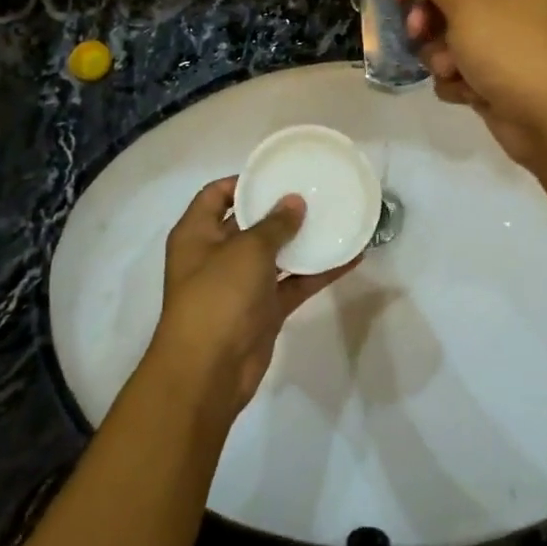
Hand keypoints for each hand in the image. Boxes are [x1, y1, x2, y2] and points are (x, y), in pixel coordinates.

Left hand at [146, 177, 356, 418]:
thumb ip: (274, 224)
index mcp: (197, 234)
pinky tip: (350, 258)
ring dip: (302, 241)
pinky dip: (317, 273)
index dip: (243, 182)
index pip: (216, 195)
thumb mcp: (246, 250)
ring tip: (336, 218)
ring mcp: (240, 285)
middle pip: (248, 223)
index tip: (278, 173)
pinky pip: (292, 284)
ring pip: (275, 255)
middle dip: (279, 210)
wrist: (209, 372)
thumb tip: (294, 201)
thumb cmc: (218, 297)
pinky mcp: (263, 310)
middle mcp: (216, 255)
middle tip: (315, 192)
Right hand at [387, 0, 546, 166]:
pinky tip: (468, 93)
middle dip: (430, 24)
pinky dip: (458, 83)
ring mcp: (502, 49)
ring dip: (442, 58)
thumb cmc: (510, 52)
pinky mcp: (495, 82)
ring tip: (453, 70)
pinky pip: (459, 74)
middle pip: (449, 7)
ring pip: (449, 45)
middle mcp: (508, 10)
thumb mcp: (468, 7)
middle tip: (417, 33)